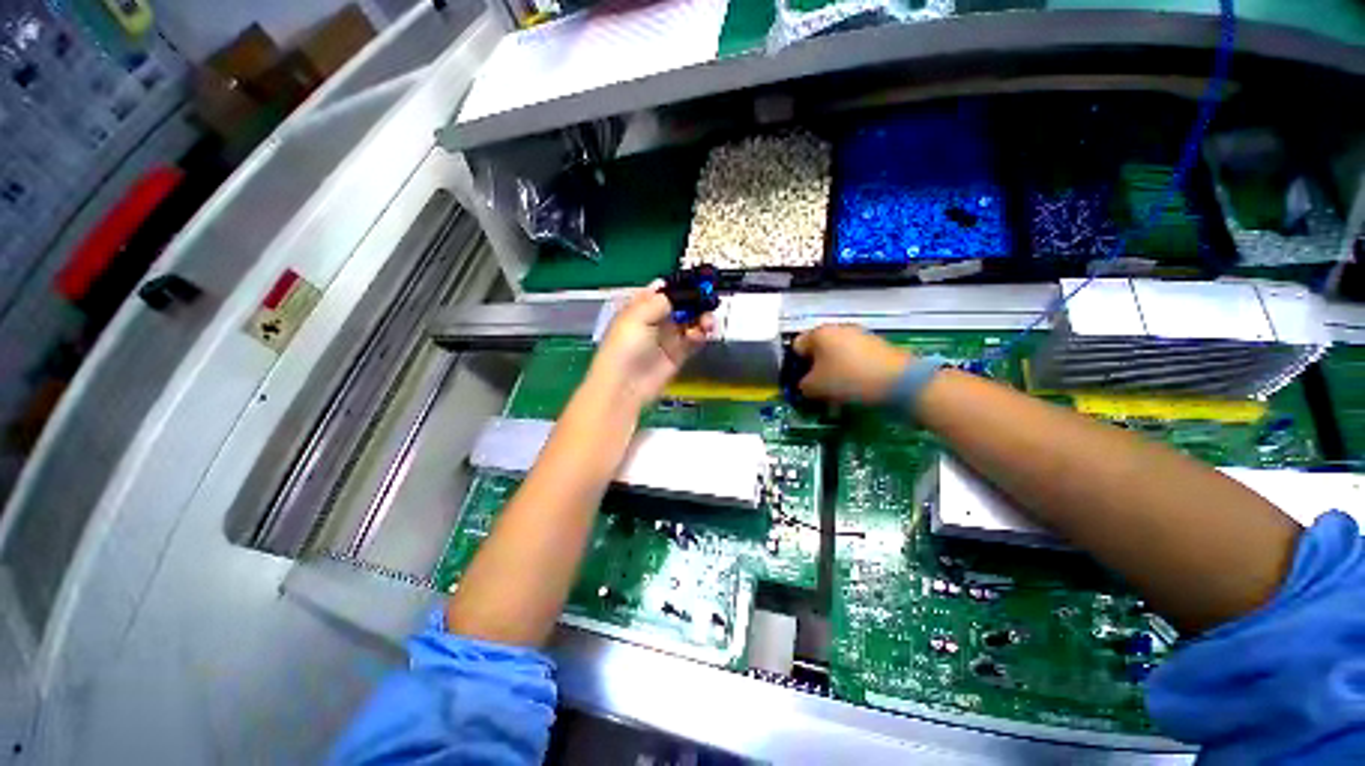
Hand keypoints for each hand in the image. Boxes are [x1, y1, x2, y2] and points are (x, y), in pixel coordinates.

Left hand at [588, 281, 714, 408]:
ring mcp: (668, 337)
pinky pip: (694, 340)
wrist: (626, 385)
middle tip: (708, 301)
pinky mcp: (679, 354)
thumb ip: (660, 301)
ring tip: (707, 322)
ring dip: (701, 318)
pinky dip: (700, 335)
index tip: (698, 281)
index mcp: (641, 306)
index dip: (680, 285)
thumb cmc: (625, 347)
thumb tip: (678, 291)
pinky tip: (700, 335)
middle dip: (696, 301)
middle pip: (682, 304)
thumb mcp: (637, 317)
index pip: (664, 290)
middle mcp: (656, 319)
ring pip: (691, 321)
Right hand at [792, 324, 913, 404]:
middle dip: (814, 369)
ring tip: (836, 394)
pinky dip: (849, 372)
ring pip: (836, 355)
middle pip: (817, 350)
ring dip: (832, 372)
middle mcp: (837, 328)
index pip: (796, 346)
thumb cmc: (847, 379)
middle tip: (816, 389)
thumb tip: (804, 385)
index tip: (799, 383)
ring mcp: (859, 335)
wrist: (898, 381)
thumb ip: (802, 385)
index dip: (794, 366)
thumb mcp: (814, 387)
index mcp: (819, 333)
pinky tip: (854, 388)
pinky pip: (853, 359)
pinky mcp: (876, 346)